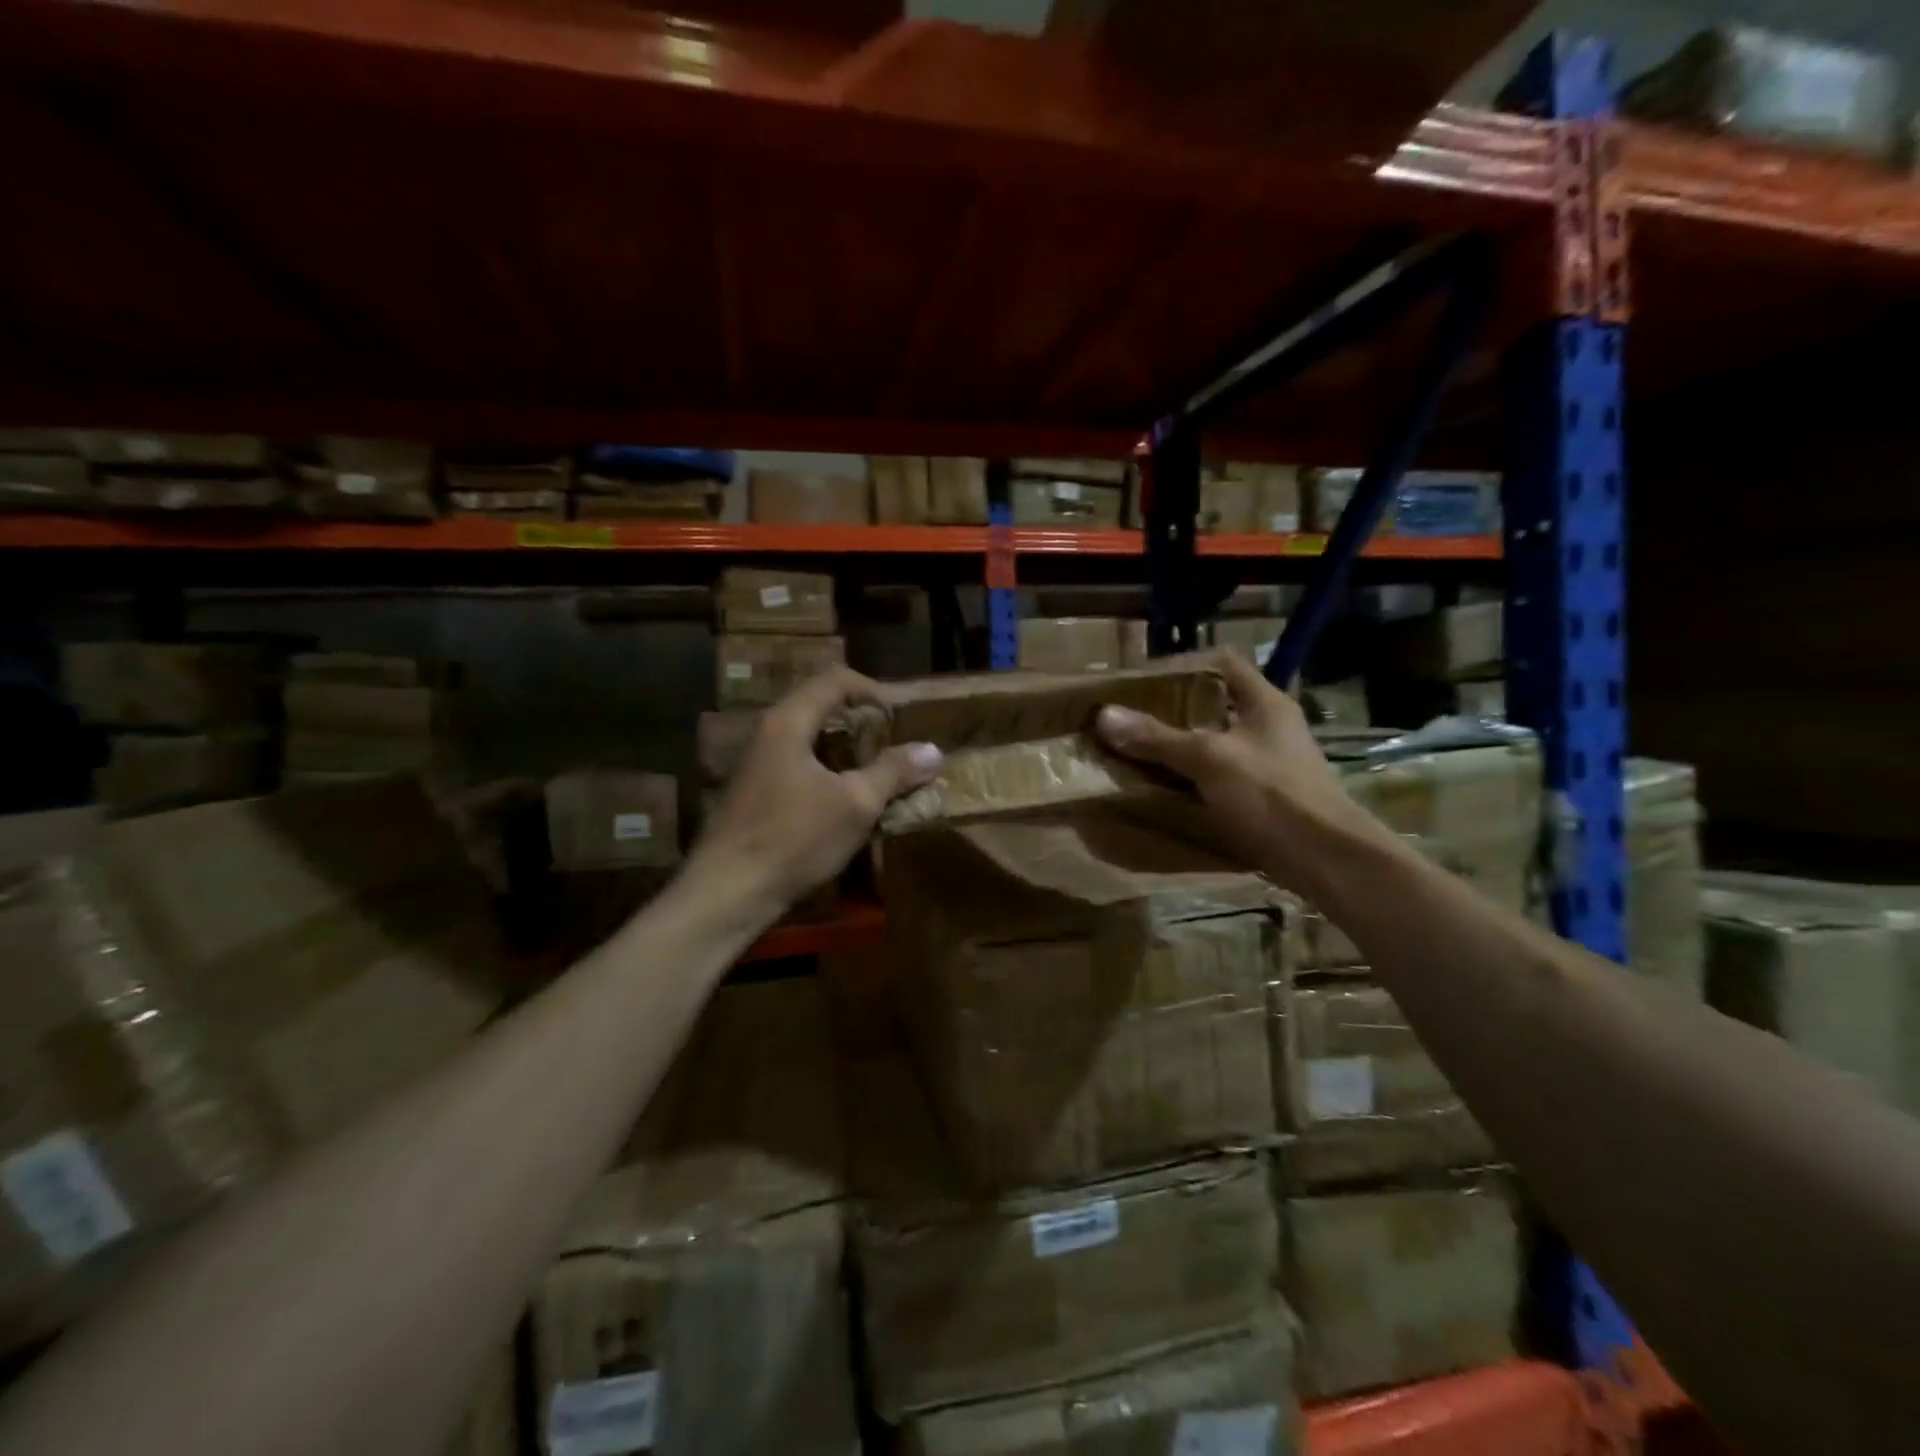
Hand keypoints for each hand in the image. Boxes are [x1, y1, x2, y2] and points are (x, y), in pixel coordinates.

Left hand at [690, 668, 942, 915]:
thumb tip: (932, 750)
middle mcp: (768, 732)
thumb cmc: (794, 839)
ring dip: (847, 748)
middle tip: (895, 743)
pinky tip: (847, 799)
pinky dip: (829, 769)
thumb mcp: (855, 804)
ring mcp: (757, 763)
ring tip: (879, 770)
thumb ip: (893, 771)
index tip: (902, 718)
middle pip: (821, 706)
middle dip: (863, 720)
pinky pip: (799, 763)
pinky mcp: (755, 792)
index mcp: (788, 722)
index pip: (836, 680)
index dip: (875, 691)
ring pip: (810, 738)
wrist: (727, 892)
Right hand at [1096, 650, 1378, 893]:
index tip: (1143, 679)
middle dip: (1171, 710)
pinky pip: (1217, 776)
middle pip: (1213, 704)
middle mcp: (1267, 726)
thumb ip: (1158, 738)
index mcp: (1264, 702)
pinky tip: (1161, 786)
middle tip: (1130, 716)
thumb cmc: (1273, 794)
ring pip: (1213, 742)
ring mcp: (1267, 762)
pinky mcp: (1263, 796)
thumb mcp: (1210, 760)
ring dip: (1178, 746)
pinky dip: (1190, 777)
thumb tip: (1104, 715)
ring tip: (1136, 748)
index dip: (1184, 664)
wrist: (1327, 860)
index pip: (1222, 662)